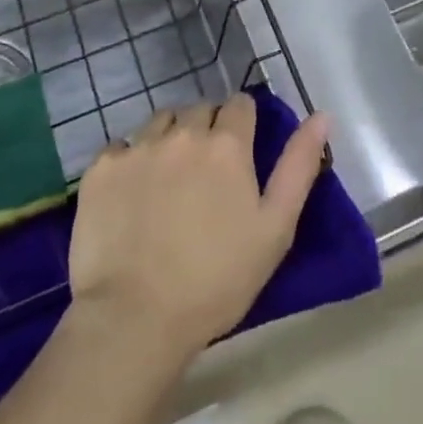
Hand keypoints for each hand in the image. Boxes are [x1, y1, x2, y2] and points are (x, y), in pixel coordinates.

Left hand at [67, 94, 331, 362]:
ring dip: (170, 137)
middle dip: (207, 128)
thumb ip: (299, 166)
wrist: (134, 319)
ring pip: (160, 121)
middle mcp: (182, 132)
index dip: (244, 123)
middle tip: (206, 172)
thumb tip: (321, 115)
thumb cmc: (216, 280)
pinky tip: (131, 194)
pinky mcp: (101, 167)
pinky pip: (121, 146)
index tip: (241, 152)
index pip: (240, 104)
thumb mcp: (275, 229)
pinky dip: (130, 160)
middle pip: (200, 108)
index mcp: (227, 145)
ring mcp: (138, 147)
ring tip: (169, 178)